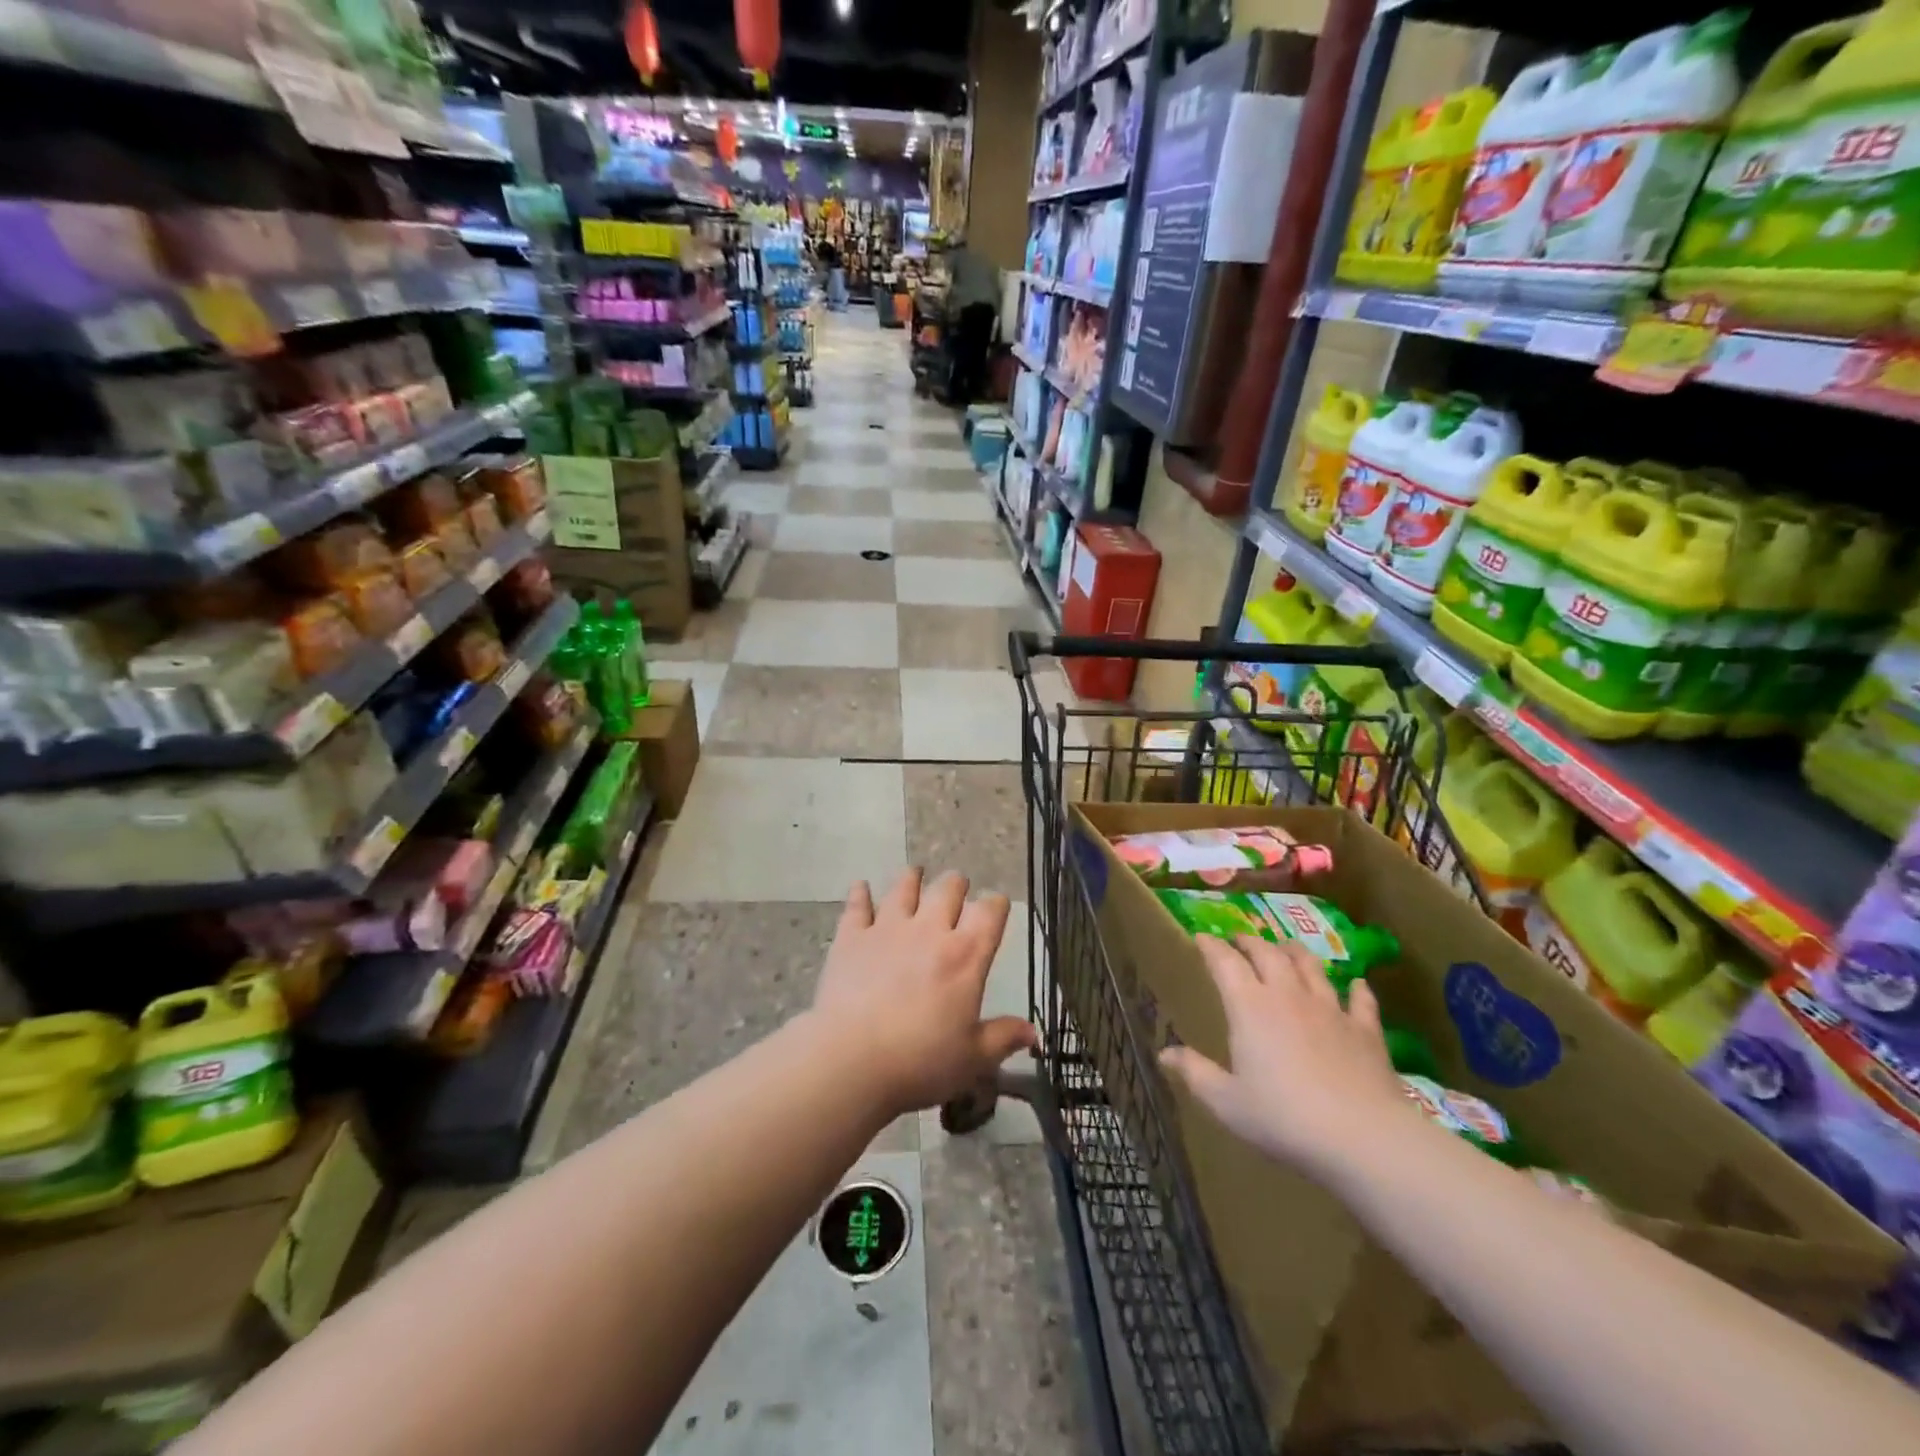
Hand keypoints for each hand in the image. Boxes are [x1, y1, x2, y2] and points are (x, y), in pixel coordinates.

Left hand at [812, 869, 1036, 1115]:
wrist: (851, 1060)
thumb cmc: (920, 1061)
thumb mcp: (972, 1059)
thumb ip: (1003, 1038)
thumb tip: (1033, 1032)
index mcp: (965, 956)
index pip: (990, 913)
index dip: (997, 904)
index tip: (997, 905)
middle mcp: (929, 931)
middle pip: (948, 889)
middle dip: (956, 885)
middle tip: (957, 888)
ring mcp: (887, 929)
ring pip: (904, 888)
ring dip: (912, 879)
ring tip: (915, 874)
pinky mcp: (852, 937)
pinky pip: (858, 905)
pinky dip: (860, 893)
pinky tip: (861, 886)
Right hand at [1158, 935, 1416, 1184]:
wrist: (1363, 1138)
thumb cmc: (1284, 1118)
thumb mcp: (1227, 1102)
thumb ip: (1195, 1073)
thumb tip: (1164, 1053)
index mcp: (1249, 1006)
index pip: (1225, 962)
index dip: (1211, 946)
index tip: (1201, 937)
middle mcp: (1288, 995)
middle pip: (1267, 954)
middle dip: (1250, 942)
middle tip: (1239, 940)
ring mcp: (1330, 1009)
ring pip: (1311, 966)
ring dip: (1295, 952)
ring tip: (1286, 947)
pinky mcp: (1365, 1030)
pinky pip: (1360, 1000)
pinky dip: (1357, 989)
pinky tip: (1357, 985)